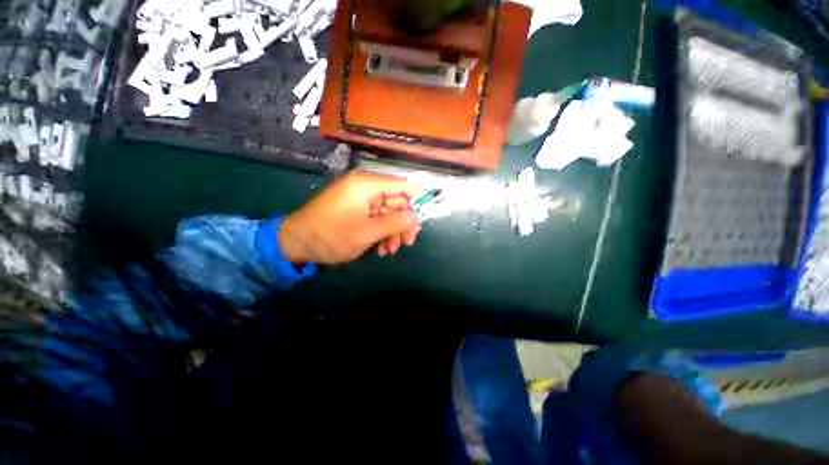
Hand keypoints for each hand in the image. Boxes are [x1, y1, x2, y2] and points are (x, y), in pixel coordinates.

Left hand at [279, 171, 422, 264]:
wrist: (297, 243)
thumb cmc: (332, 236)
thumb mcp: (368, 232)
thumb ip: (395, 222)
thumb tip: (416, 217)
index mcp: (368, 185)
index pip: (403, 184)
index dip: (420, 196)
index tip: (431, 209)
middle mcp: (366, 186)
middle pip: (397, 200)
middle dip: (404, 223)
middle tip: (408, 242)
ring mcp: (361, 197)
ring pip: (388, 211)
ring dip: (393, 231)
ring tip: (391, 250)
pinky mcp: (356, 207)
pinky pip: (377, 216)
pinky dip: (382, 231)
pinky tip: (381, 248)